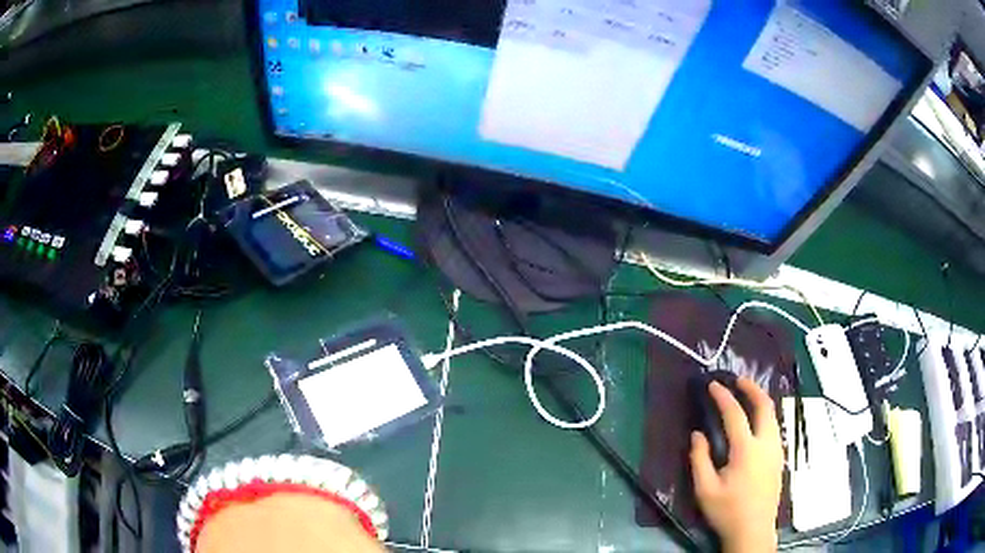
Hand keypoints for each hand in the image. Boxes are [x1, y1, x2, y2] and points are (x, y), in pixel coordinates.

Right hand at [690, 377, 782, 552]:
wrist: (753, 530)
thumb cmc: (727, 511)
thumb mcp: (705, 489)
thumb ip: (699, 459)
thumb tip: (697, 434)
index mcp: (747, 449)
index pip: (735, 414)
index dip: (723, 397)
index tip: (713, 385)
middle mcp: (767, 443)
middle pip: (765, 406)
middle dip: (752, 388)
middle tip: (738, 380)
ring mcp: (776, 450)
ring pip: (773, 416)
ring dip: (761, 401)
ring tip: (747, 396)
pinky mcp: (779, 459)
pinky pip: (774, 428)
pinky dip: (765, 416)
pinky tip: (756, 423)